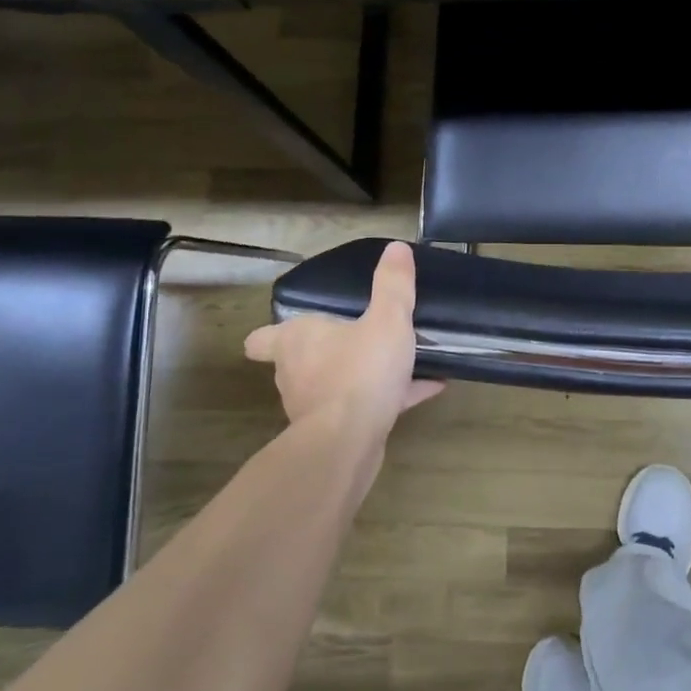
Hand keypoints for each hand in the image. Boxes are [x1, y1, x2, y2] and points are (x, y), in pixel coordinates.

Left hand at [243, 241, 443, 441]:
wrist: (348, 443)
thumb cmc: (359, 371)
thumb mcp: (387, 319)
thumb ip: (393, 285)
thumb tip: (395, 248)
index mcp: (297, 340)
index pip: (261, 339)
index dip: (271, 335)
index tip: (290, 331)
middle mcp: (296, 373)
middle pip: (301, 360)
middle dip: (328, 351)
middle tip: (358, 336)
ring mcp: (314, 406)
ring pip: (335, 384)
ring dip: (360, 375)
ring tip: (399, 362)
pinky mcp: (337, 432)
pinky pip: (365, 406)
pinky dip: (391, 396)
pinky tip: (428, 388)